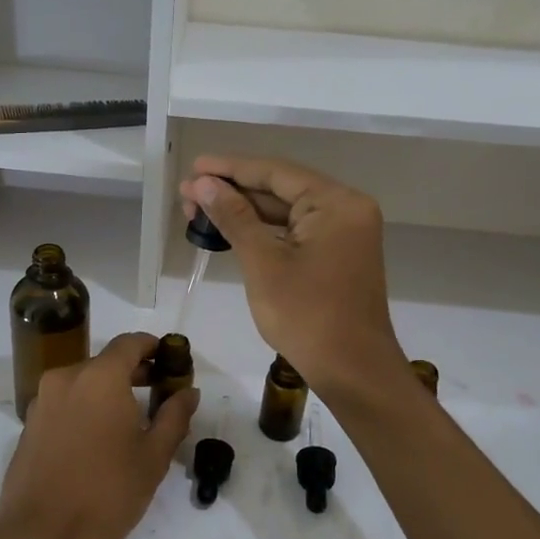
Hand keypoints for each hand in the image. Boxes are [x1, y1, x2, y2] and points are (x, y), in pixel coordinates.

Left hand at [0, 332, 198, 538]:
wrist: (40, 538)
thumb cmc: (106, 493)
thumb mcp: (153, 457)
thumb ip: (174, 416)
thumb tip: (188, 391)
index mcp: (99, 377)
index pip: (130, 343)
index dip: (154, 348)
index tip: (171, 363)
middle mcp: (66, 378)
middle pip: (105, 362)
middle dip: (134, 372)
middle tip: (160, 393)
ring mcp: (42, 401)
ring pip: (83, 382)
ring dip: (108, 391)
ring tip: (132, 421)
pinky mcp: (29, 425)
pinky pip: (64, 402)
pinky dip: (86, 407)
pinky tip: (99, 439)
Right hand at [179, 155, 405, 401]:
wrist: (353, 371)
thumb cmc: (307, 316)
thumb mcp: (263, 263)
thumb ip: (234, 217)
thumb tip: (203, 183)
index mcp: (336, 203)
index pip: (275, 173)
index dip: (230, 168)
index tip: (194, 167)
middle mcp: (346, 209)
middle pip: (280, 189)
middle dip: (232, 191)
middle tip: (187, 194)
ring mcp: (344, 233)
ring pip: (285, 211)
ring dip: (244, 211)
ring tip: (198, 209)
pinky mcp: (337, 255)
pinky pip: (295, 231)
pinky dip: (263, 231)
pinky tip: (230, 229)